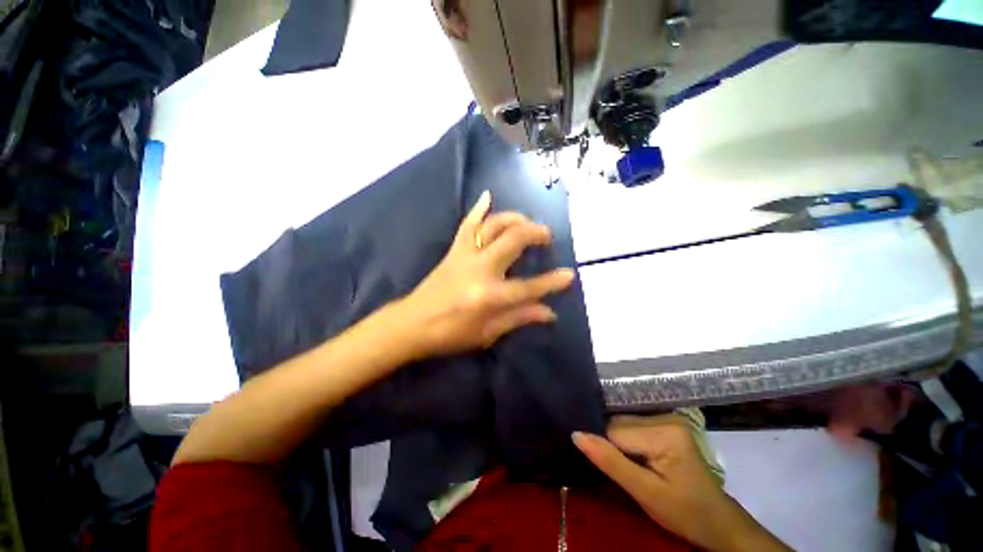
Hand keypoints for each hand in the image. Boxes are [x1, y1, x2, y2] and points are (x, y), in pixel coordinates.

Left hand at [398, 191, 574, 357]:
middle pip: (513, 240)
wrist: (412, 323)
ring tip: (527, 222)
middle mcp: (480, 270)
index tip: (569, 275)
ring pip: (493, 226)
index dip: (552, 282)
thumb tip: (549, 312)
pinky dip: (478, 209)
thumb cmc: (450, 334)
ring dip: (514, 219)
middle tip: (547, 236)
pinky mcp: (454, 250)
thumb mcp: (487, 334)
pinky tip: (488, 196)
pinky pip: (467, 224)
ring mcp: (465, 256)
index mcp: (489, 297)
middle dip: (535, 233)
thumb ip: (519, 318)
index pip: (529, 287)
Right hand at [573, 416, 789, 551]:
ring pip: (622, 423)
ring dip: (621, 444)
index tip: (618, 473)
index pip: (615, 431)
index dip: (609, 452)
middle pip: (618, 423)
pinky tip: (637, 456)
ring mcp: (666, 416)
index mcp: (665, 431)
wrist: (716, 520)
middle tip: (630, 473)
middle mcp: (665, 415)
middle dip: (615, 447)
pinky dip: (628, 441)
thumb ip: (610, 462)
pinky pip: (632, 425)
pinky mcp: (665, 422)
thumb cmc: (684, 512)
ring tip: (635, 466)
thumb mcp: (645, 494)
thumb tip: (576, 434)